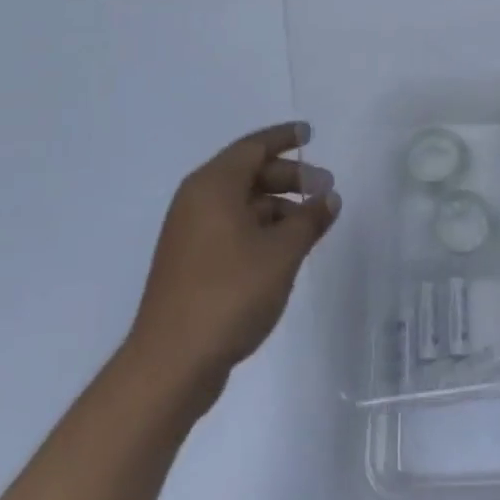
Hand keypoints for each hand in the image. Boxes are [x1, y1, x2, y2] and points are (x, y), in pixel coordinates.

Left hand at [123, 122, 339, 404]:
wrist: (171, 365)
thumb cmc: (230, 294)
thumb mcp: (282, 252)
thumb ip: (309, 219)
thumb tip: (329, 198)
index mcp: (213, 186)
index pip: (254, 147)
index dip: (284, 138)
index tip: (310, 134)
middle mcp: (197, 201)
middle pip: (248, 173)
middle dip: (289, 177)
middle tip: (324, 188)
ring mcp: (190, 233)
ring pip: (241, 203)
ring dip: (278, 206)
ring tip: (311, 224)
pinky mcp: (190, 263)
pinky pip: (231, 227)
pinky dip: (260, 227)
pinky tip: (284, 248)